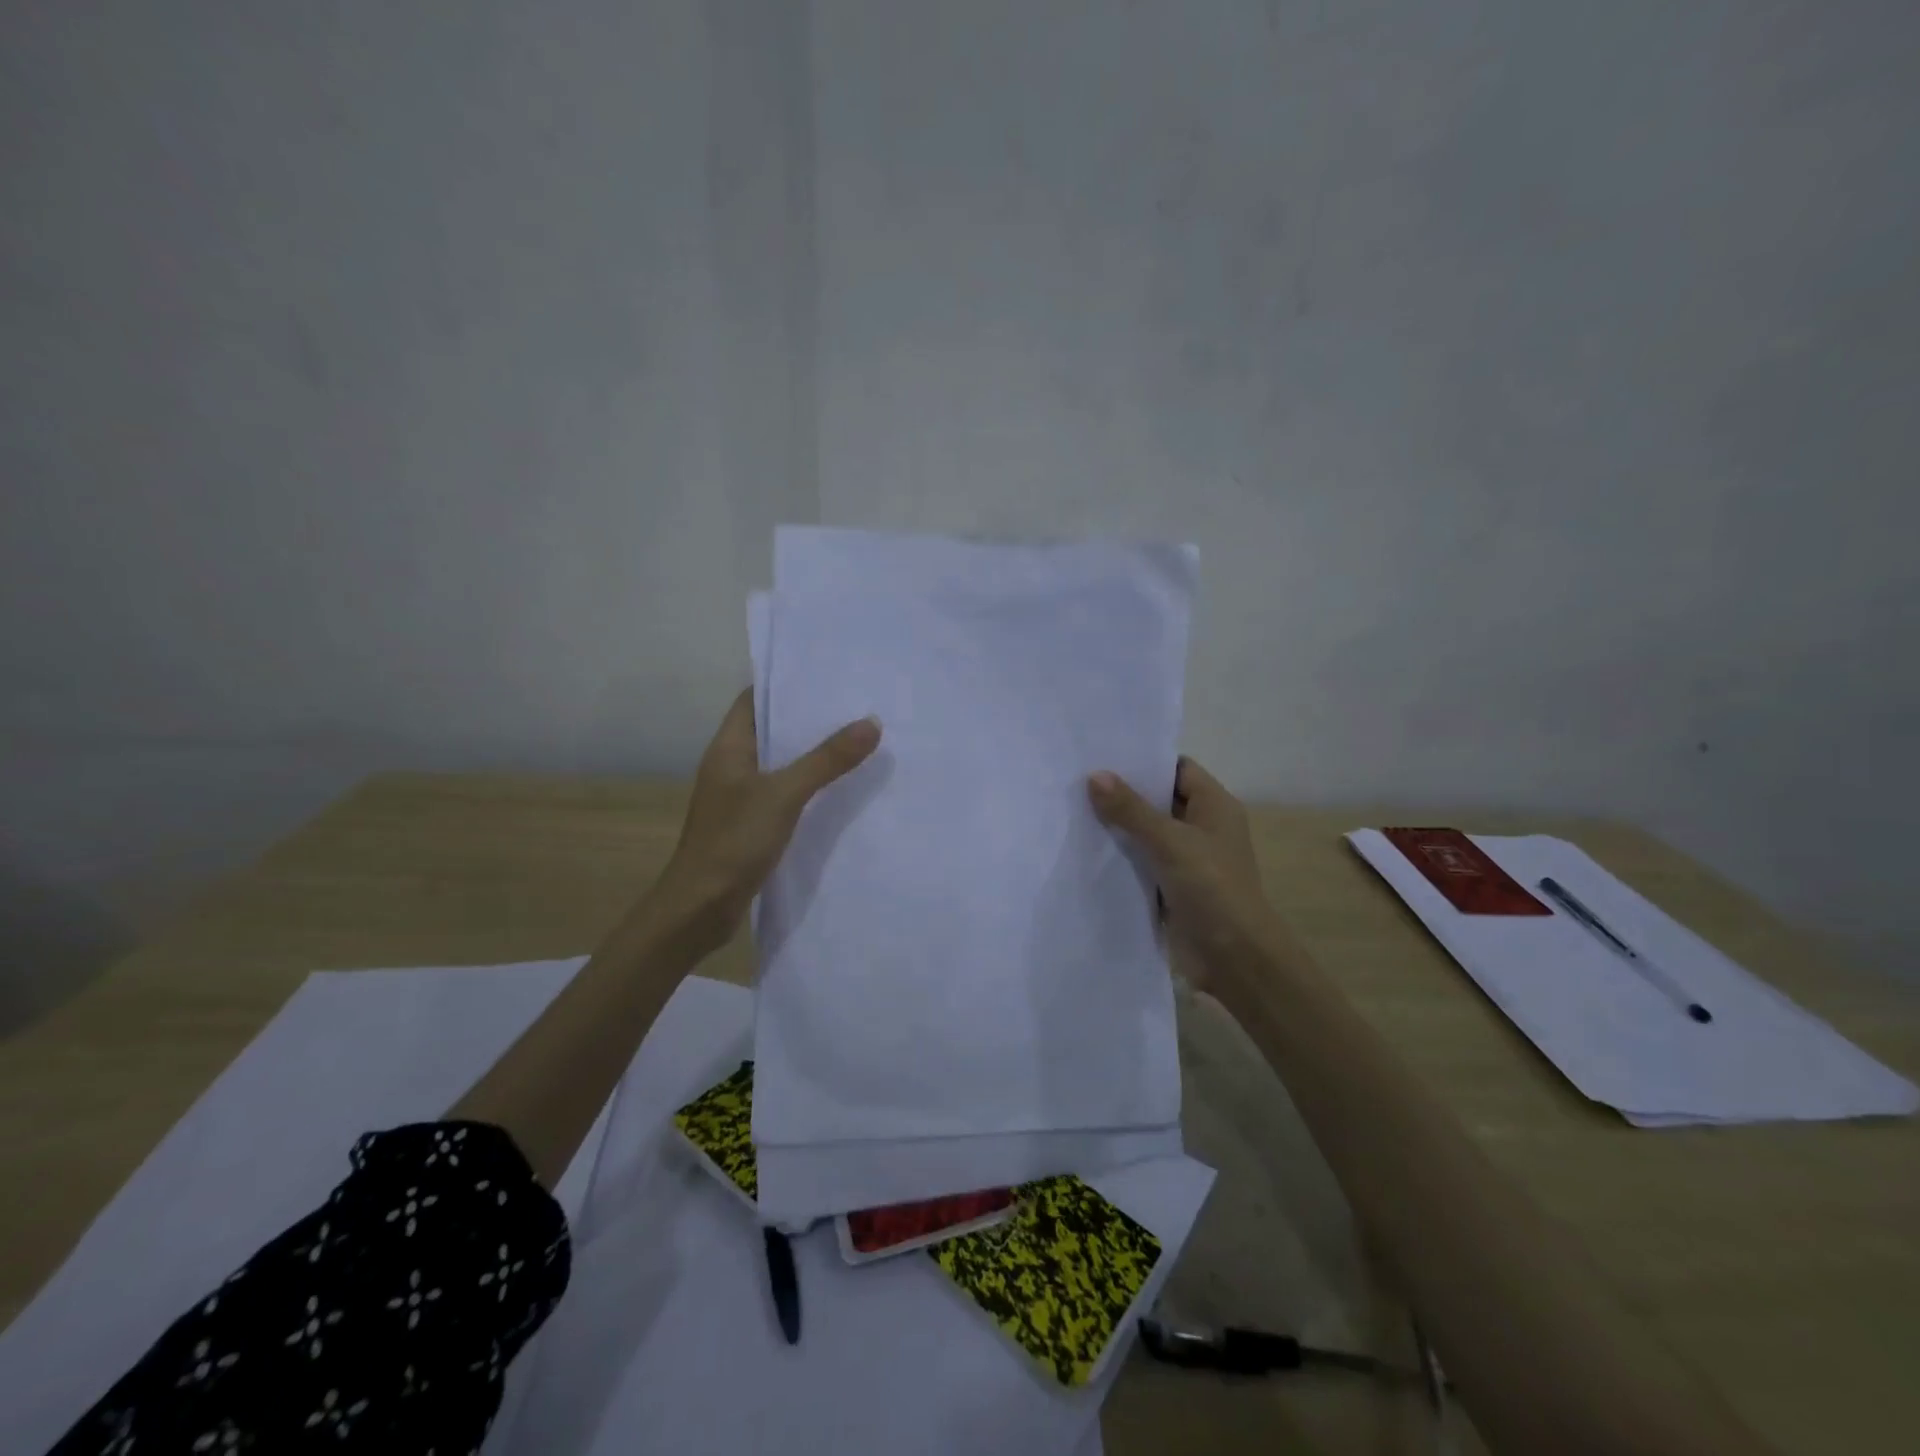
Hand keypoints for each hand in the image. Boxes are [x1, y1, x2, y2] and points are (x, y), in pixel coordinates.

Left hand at [654, 688, 881, 954]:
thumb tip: (871, 722)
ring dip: (811, 754)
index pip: (754, 699)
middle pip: (771, 730)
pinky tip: (839, 788)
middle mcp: (731, 766)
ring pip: (780, 764)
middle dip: (808, 719)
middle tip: (855, 706)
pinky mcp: (750, 824)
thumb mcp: (785, 794)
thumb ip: (827, 760)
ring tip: (857, 740)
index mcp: (728, 747)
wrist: (700, 907)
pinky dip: (808, 787)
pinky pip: (784, 793)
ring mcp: (739, 797)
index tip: (827, 676)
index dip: (786, 684)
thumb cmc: (734, 840)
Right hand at [1087, 756, 1274, 995]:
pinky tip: (1085, 848)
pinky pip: (1142, 861)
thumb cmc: (1211, 887)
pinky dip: (1119, 855)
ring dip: (1118, 826)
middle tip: (1077, 779)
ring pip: (1147, 832)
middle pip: (1159, 799)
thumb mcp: (1170, 841)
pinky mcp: (1172, 886)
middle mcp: (1202, 827)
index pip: (1177, 769)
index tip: (1104, 754)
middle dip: (1123, 792)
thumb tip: (1095, 775)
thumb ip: (1131, 809)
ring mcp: (1187, 858)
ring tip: (1073, 808)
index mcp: (1214, 806)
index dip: (1145, 761)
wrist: (1234, 956)